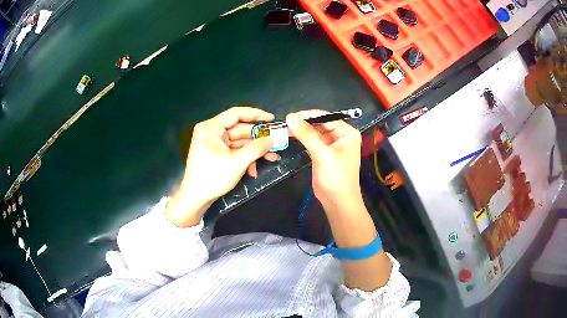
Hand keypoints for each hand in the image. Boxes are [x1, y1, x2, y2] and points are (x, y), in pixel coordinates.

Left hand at [166, 107, 278, 226]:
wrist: (195, 198)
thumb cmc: (213, 177)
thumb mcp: (237, 162)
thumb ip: (257, 148)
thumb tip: (273, 139)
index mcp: (211, 128)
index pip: (236, 114)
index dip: (256, 114)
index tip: (272, 119)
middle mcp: (211, 132)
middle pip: (239, 129)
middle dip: (258, 139)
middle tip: (276, 141)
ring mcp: (213, 143)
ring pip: (239, 142)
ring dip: (254, 151)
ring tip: (271, 157)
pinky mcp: (216, 154)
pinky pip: (234, 151)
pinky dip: (245, 158)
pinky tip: (254, 169)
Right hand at [286, 110, 362, 211]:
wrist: (337, 201)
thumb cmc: (336, 176)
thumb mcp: (322, 154)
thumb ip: (307, 135)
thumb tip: (290, 117)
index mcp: (347, 133)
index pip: (326, 117)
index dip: (309, 116)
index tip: (291, 116)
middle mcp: (340, 136)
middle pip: (320, 124)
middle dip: (304, 123)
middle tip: (285, 122)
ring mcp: (331, 145)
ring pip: (315, 133)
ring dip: (302, 130)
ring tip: (285, 128)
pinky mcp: (323, 154)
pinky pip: (312, 142)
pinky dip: (302, 139)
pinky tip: (291, 135)